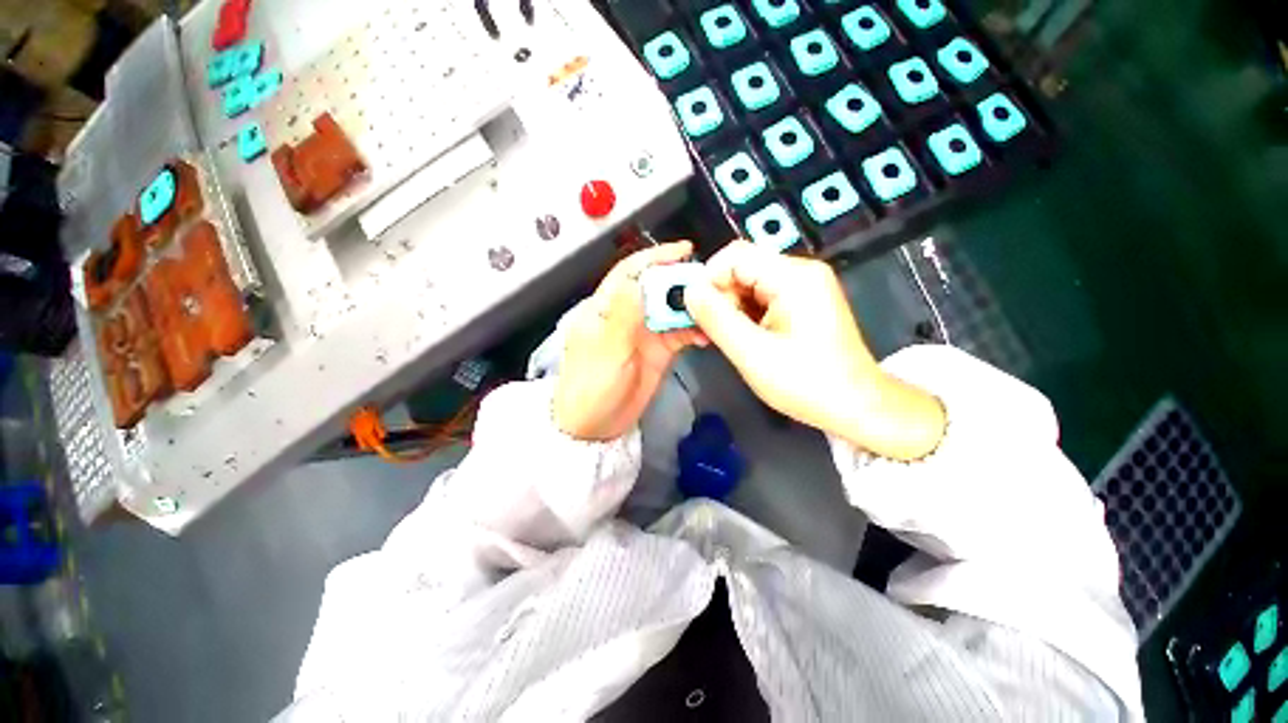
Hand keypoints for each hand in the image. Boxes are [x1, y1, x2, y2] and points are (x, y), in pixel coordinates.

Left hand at [553, 242, 707, 440]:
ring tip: (714, 309)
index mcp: (605, 307)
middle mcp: (626, 314)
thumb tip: (637, 280)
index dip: (655, 258)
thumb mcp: (605, 351)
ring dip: (692, 307)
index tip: (684, 251)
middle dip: (681, 282)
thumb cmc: (591, 387)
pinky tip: (707, 334)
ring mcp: (644, 332)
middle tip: (710, 284)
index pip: (630, 272)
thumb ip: (622, 316)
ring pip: (672, 310)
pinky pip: (680, 333)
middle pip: (657, 288)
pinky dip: (694, 331)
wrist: (596, 427)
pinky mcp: (659, 350)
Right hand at [684, 241, 944, 459]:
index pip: (734, 256)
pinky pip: (761, 299)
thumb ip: (716, 318)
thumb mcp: (751, 353)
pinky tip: (744, 340)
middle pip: (741, 269)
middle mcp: (800, 272)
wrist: (856, 406)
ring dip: (730, 310)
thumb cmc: (806, 383)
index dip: (708, 280)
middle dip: (719, 299)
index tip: (698, 314)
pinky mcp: (803, 303)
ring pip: (748, 286)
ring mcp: (804, 287)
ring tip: (728, 341)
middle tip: (711, 334)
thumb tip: (689, 290)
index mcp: (793, 277)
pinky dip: (745, 316)